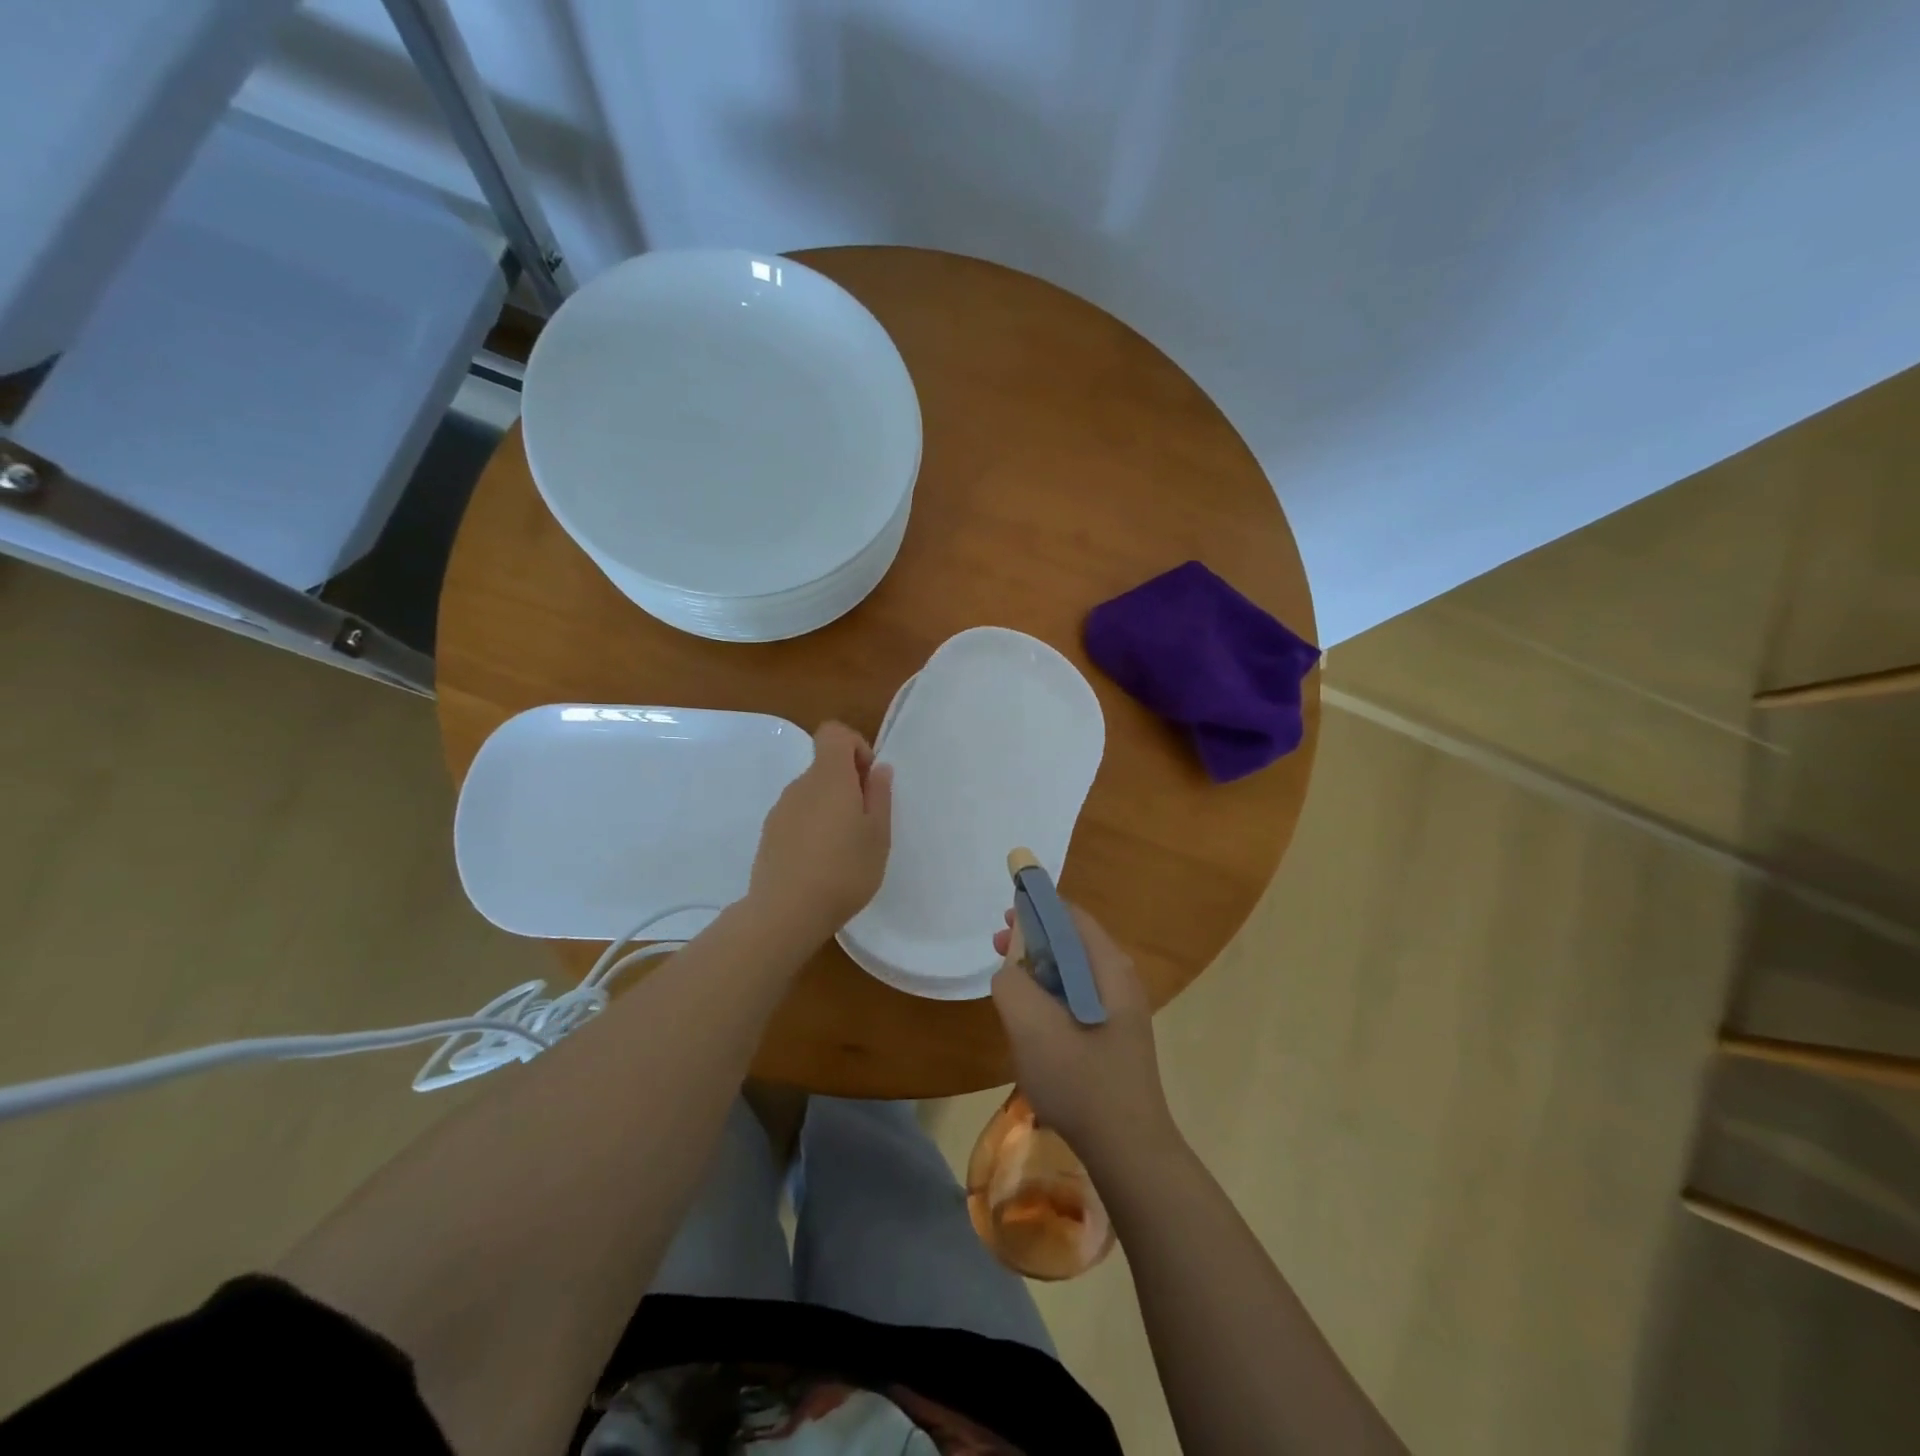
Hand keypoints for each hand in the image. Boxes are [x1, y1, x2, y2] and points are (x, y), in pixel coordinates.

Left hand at [748, 722, 892, 945]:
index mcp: (829, 777)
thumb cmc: (844, 870)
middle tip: (867, 824)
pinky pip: (798, 818)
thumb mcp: (878, 835)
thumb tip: (878, 769)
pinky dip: (813, 829)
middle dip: (849, 785)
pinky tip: (822, 864)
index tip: (869, 780)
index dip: (855, 746)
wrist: (785, 913)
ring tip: (846, 849)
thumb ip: (879, 796)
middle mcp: (800, 785)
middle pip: (825, 766)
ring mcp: (780, 811)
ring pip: (812, 795)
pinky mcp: (769, 835)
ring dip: (831, 809)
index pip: (834, 733)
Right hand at [990, 902, 1176, 1166]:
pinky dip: (1049, 995)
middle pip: (1072, 942)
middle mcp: (1120, 982)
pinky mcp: (1112, 1038)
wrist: (1128, 1150)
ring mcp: (1119, 1012)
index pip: (1072, 916)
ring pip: (1073, 973)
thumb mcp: (1032, 1025)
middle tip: (997, 944)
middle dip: (1033, 938)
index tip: (1005, 911)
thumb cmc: (1080, 1080)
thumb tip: (1010, 970)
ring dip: (1038, 968)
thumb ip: (1012, 984)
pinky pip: (1076, 1000)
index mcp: (1109, 968)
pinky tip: (1029, 1017)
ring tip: (1006, 979)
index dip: (1037, 906)